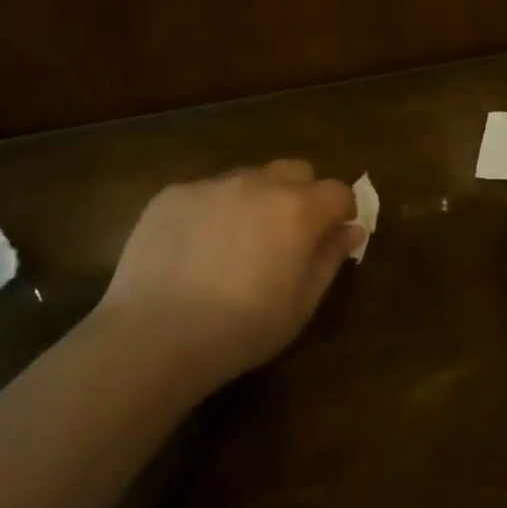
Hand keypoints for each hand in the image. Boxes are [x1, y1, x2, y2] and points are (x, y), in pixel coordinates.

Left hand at [97, 161, 360, 390]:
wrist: (156, 336)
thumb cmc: (242, 329)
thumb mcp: (301, 304)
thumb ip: (330, 259)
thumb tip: (351, 230)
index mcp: (298, 209)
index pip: (337, 191)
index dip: (340, 212)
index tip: (331, 236)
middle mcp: (259, 183)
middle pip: (295, 171)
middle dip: (301, 195)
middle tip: (286, 235)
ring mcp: (212, 184)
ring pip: (249, 178)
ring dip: (255, 199)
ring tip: (235, 243)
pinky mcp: (173, 193)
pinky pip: (206, 192)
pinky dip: (212, 211)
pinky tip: (194, 249)